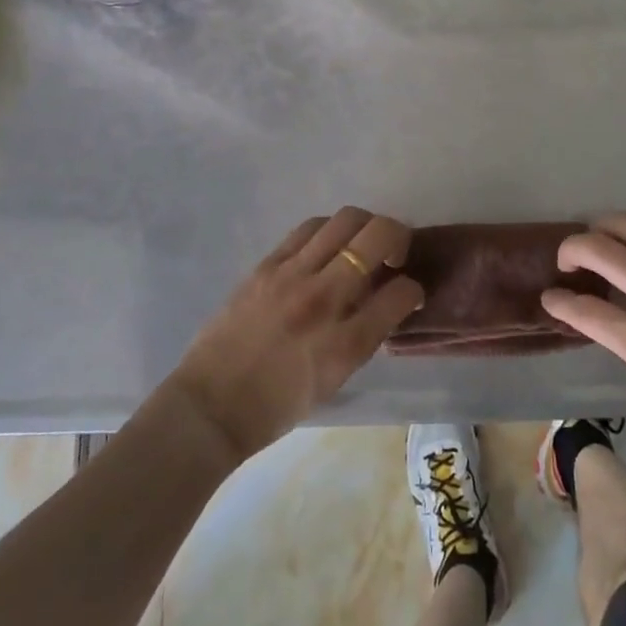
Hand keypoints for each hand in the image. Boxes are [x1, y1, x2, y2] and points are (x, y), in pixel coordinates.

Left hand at [169, 208, 421, 462]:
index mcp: (346, 343)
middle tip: (393, 255)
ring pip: (345, 220)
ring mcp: (292, 275)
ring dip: (364, 227)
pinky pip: (309, 229)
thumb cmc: (279, 405)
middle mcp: (324, 299)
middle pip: (377, 235)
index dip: (414, 288)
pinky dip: (328, 231)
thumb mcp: (337, 378)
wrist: (211, 405)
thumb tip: (387, 298)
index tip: (408, 292)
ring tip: (359, 246)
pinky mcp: (267, 264)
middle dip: (398, 237)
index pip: (401, 292)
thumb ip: (367, 334)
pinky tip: (326, 247)